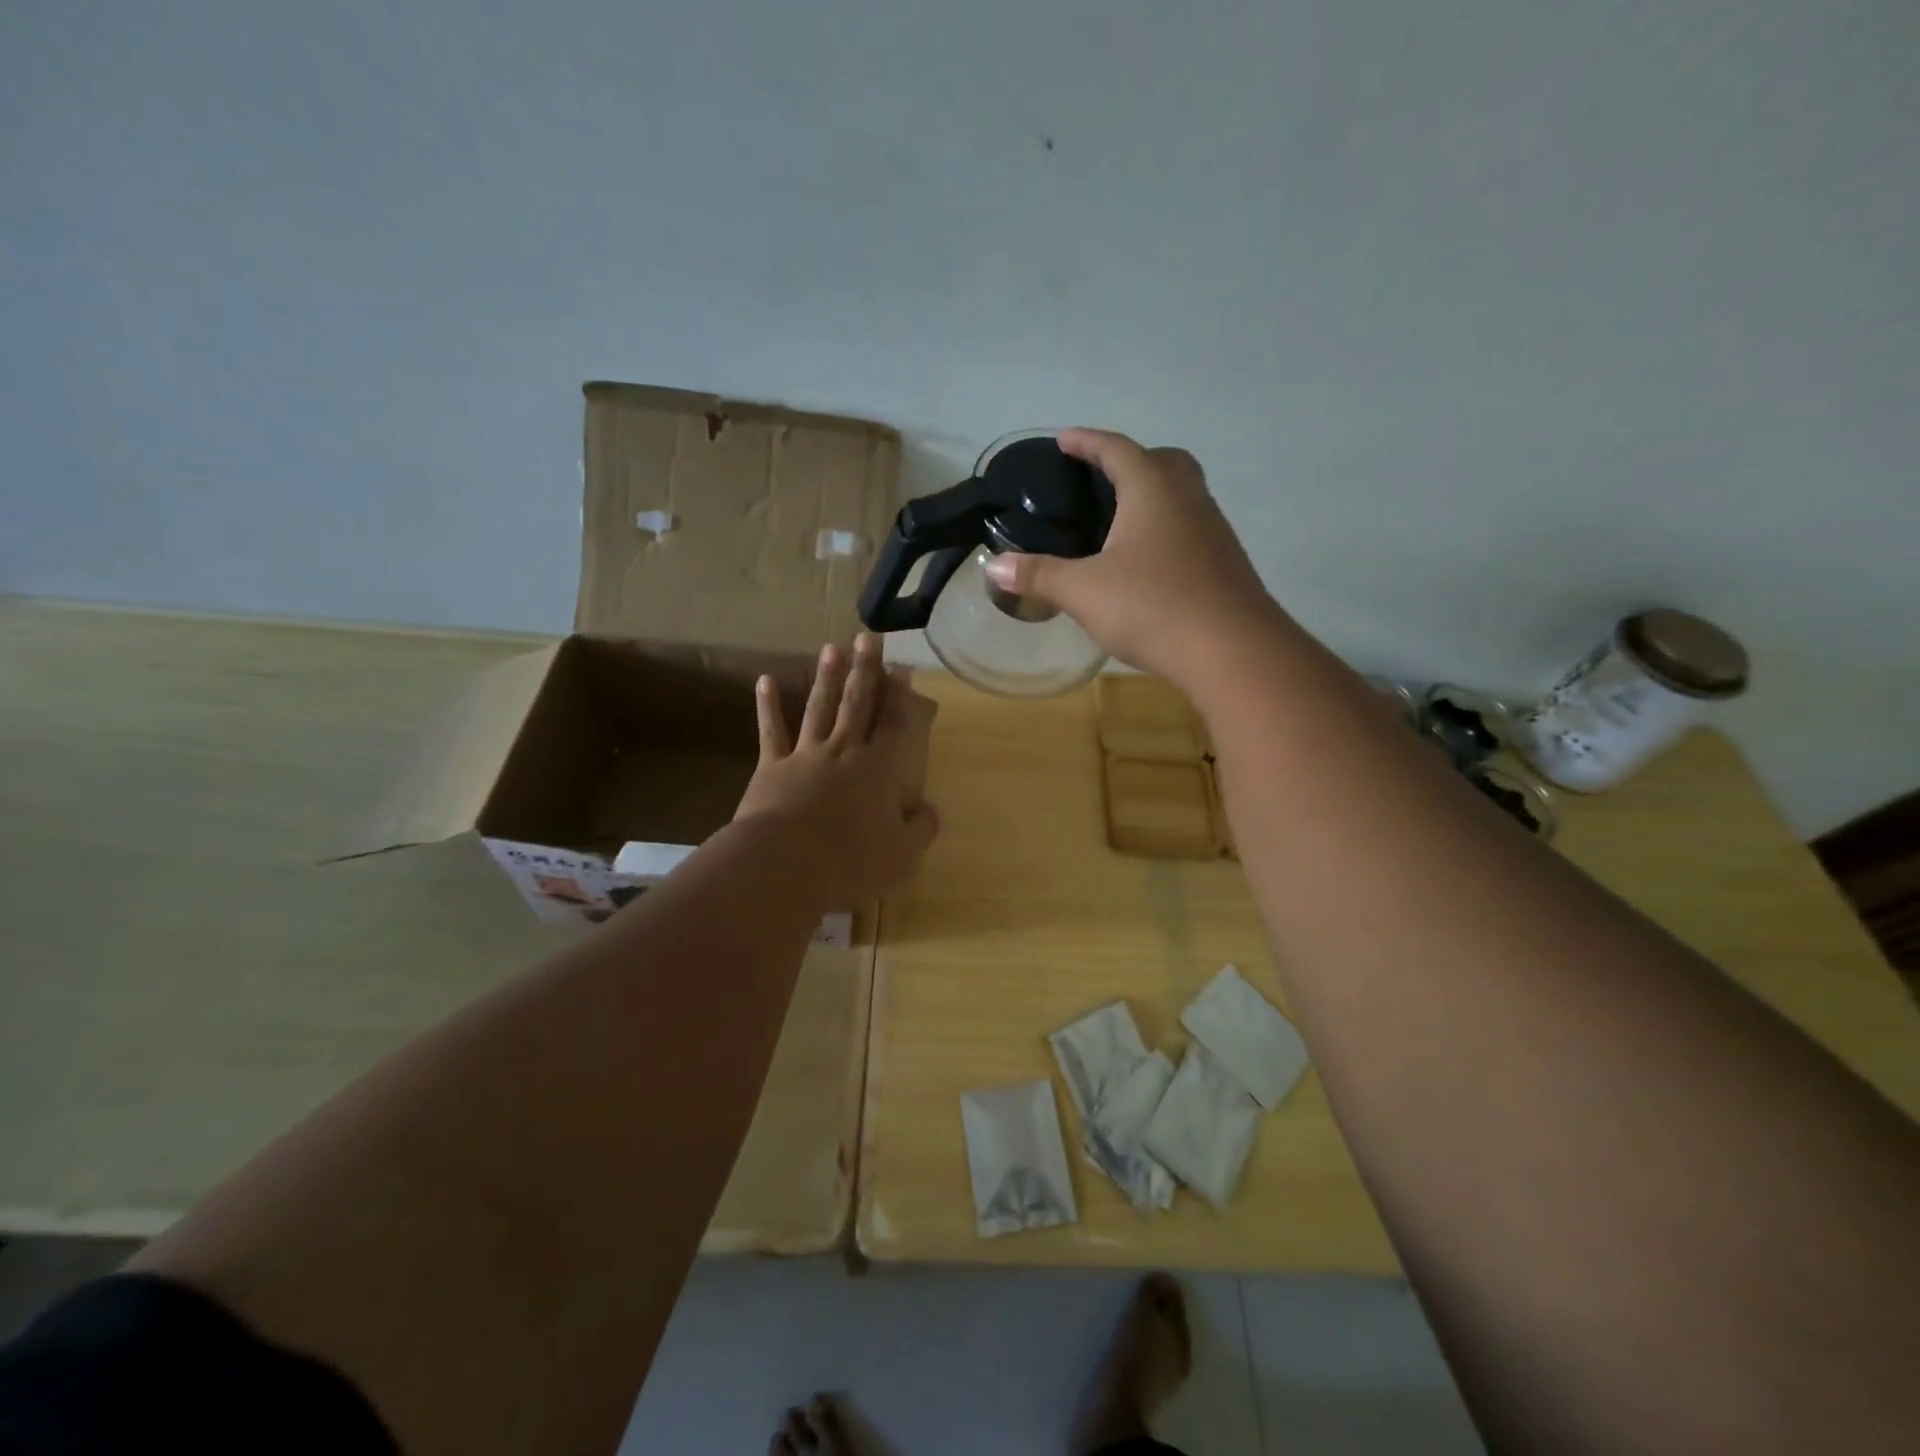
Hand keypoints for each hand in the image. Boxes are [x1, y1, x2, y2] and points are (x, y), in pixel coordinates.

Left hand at [734, 633, 939, 906]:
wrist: (785, 864)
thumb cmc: (849, 860)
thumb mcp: (900, 854)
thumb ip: (920, 830)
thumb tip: (933, 811)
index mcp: (877, 769)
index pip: (893, 725)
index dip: (900, 697)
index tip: (902, 669)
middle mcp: (843, 751)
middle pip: (857, 704)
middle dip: (866, 670)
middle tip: (868, 638)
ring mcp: (805, 755)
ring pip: (819, 708)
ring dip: (827, 677)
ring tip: (833, 648)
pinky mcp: (772, 767)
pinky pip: (771, 731)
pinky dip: (768, 706)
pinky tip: (765, 681)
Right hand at [982, 429, 1280, 689]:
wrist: (1232, 651)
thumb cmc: (1152, 607)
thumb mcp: (1083, 591)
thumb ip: (1038, 575)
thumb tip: (993, 566)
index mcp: (1153, 490)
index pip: (1117, 449)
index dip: (1087, 441)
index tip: (1064, 439)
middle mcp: (1188, 499)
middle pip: (1162, 461)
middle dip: (1130, 460)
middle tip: (1100, 478)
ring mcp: (1213, 531)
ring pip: (1182, 495)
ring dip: (1153, 495)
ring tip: (1119, 520)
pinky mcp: (1224, 563)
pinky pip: (1190, 529)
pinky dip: (1166, 529)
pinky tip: (1147, 562)